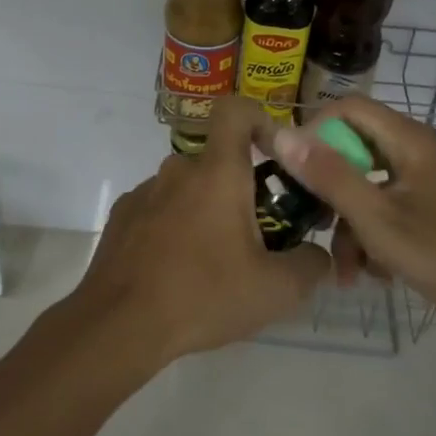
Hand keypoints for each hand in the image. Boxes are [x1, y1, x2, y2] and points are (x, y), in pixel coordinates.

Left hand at [73, 97, 328, 365]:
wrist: (118, 326)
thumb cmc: (202, 296)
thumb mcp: (276, 291)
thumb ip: (311, 264)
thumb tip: (318, 255)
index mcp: (217, 172)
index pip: (236, 109)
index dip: (260, 119)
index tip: (275, 155)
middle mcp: (178, 169)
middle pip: (219, 160)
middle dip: (243, 189)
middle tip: (258, 236)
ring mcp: (145, 191)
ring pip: (190, 187)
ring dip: (208, 211)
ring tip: (217, 262)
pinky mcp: (123, 216)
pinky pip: (161, 208)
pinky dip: (176, 227)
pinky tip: (178, 270)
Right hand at [264, 96, 435, 327]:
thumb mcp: (377, 219)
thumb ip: (329, 175)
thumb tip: (282, 135)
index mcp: (411, 140)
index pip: (349, 108)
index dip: (315, 131)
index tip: (296, 172)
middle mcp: (422, 149)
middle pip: (358, 149)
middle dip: (333, 191)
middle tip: (317, 226)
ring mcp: (432, 178)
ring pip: (373, 184)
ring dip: (354, 223)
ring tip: (349, 272)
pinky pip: (393, 204)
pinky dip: (378, 232)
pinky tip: (377, 272)